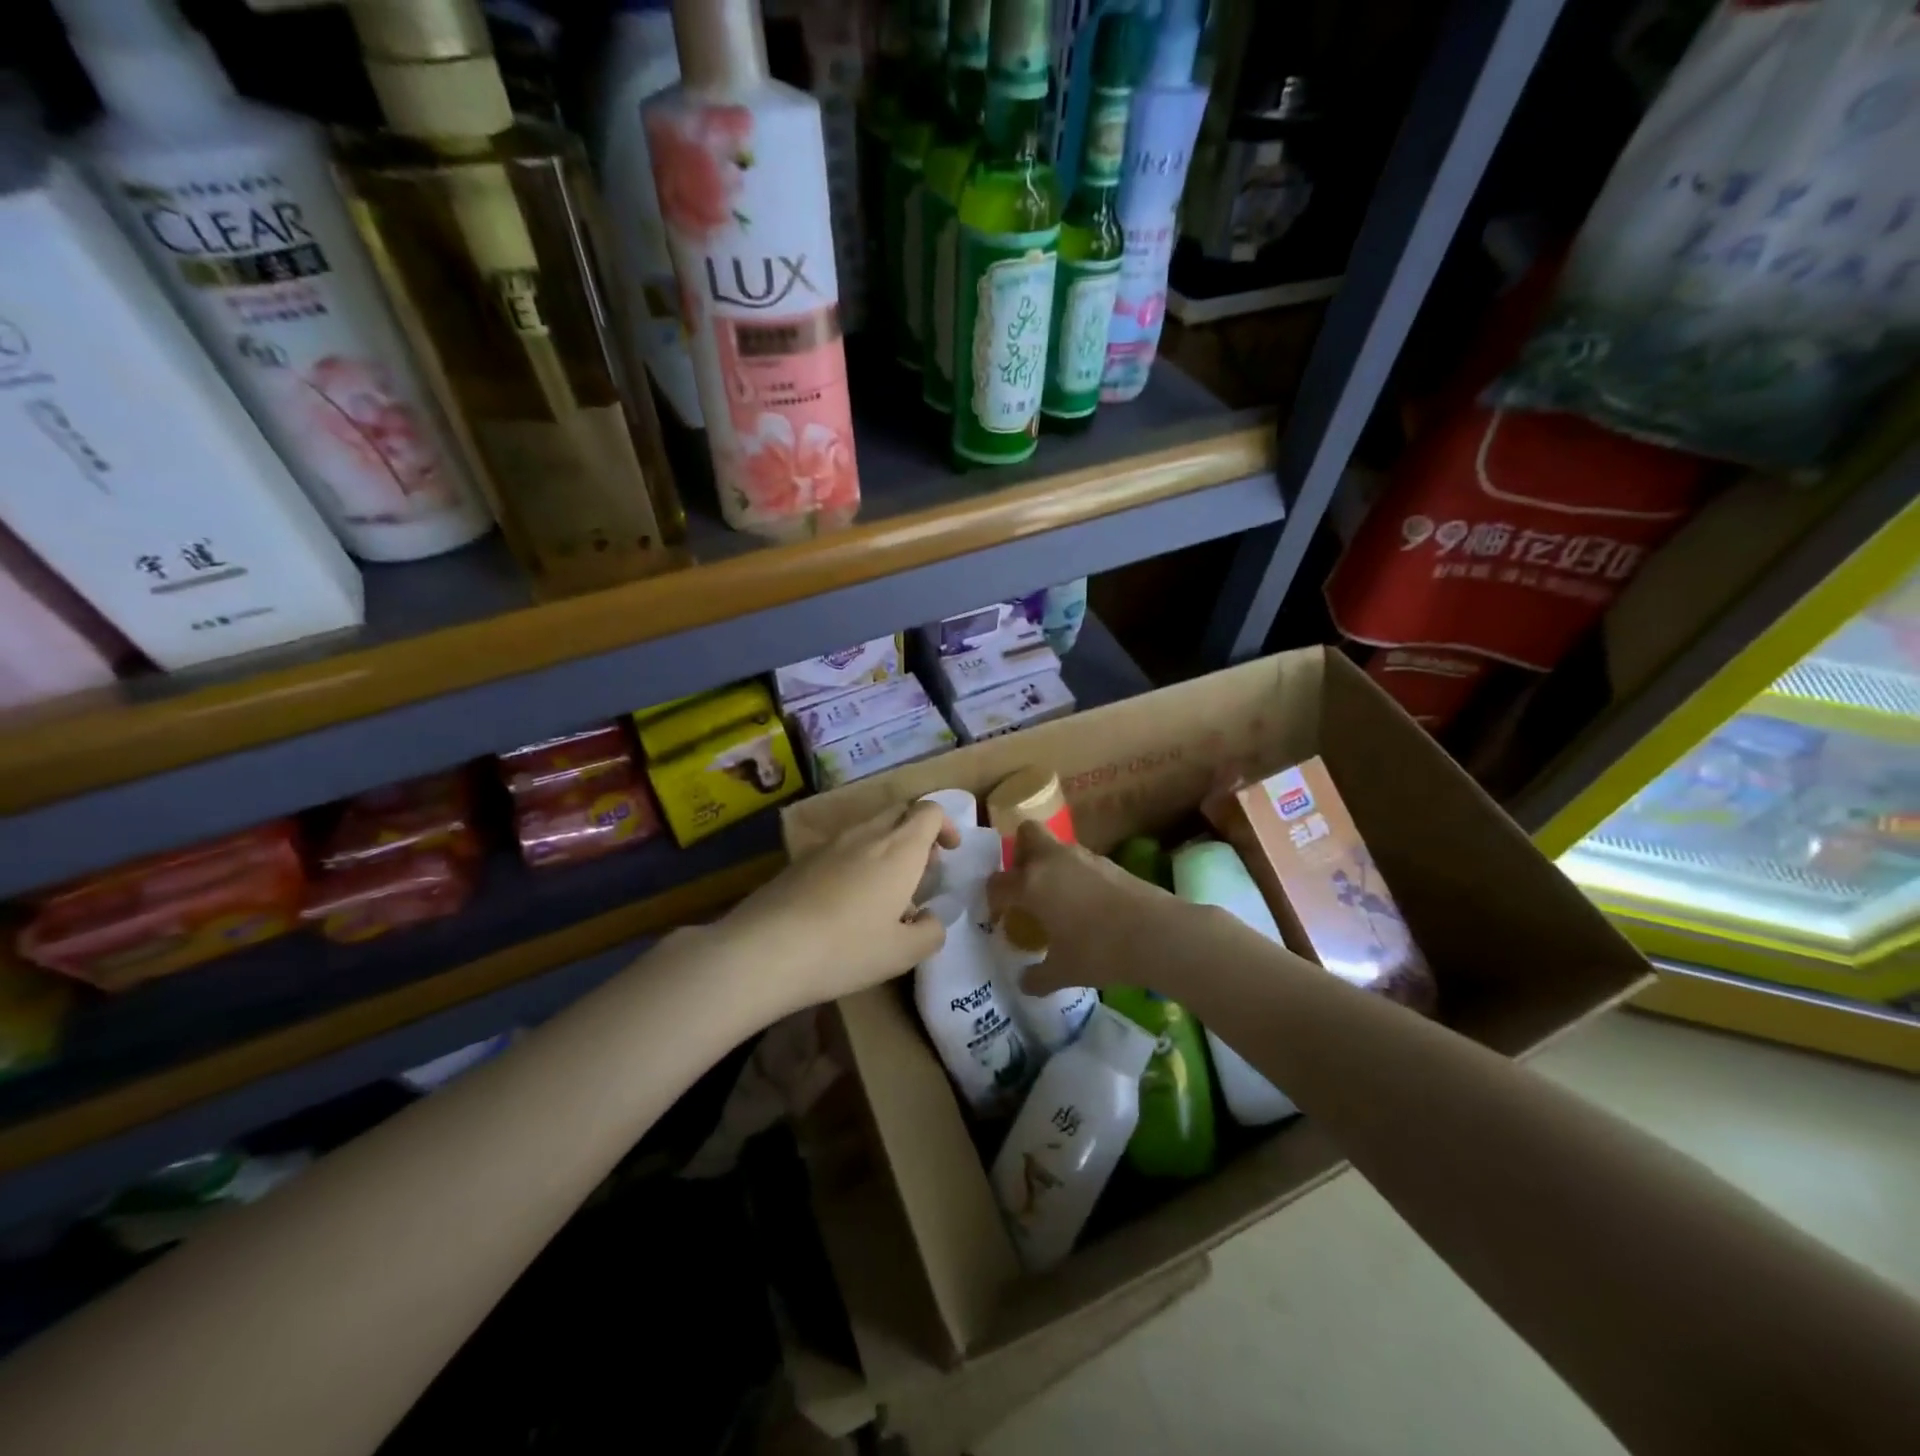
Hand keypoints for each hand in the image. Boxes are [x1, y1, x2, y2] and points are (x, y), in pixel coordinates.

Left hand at [717, 801, 959, 1020]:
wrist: (766, 948)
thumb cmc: (847, 948)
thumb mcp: (902, 954)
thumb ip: (930, 933)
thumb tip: (931, 919)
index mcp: (899, 849)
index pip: (929, 811)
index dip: (946, 825)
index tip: (949, 852)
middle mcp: (866, 835)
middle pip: (899, 812)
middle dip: (917, 832)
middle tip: (921, 870)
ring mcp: (830, 844)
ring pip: (868, 830)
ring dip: (886, 848)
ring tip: (884, 892)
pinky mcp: (801, 860)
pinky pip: (841, 848)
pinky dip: (856, 861)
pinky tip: (845, 902)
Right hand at [987, 820, 1195, 997]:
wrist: (1155, 933)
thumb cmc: (1098, 951)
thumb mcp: (1063, 972)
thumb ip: (1038, 977)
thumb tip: (1025, 983)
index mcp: (1031, 883)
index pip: (998, 882)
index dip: (993, 899)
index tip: (1001, 918)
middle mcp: (1052, 860)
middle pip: (1027, 835)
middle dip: (1021, 854)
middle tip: (1025, 887)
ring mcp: (1084, 857)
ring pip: (1057, 848)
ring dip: (1051, 866)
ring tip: (1057, 901)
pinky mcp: (1110, 863)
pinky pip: (1081, 862)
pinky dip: (1076, 877)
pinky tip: (1086, 906)